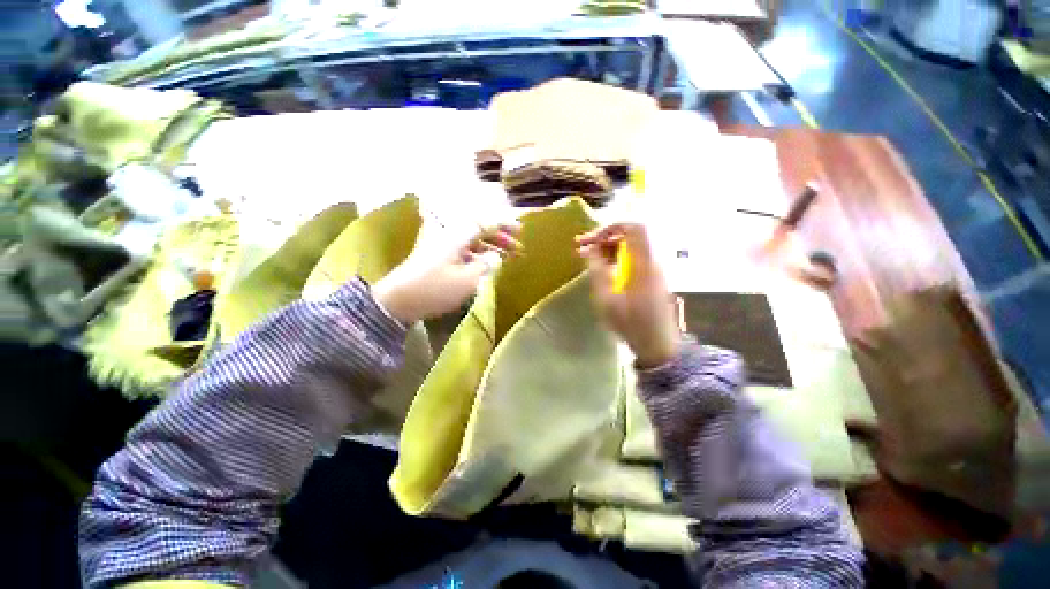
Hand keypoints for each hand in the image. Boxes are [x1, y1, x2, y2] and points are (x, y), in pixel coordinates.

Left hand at [373, 215, 521, 323]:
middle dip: (500, 237)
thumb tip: (495, 257)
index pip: (485, 222)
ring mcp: (442, 245)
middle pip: (479, 229)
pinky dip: (477, 254)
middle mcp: (449, 234)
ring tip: (506, 257)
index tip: (520, 230)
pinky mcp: (437, 256)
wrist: (399, 300)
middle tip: (517, 248)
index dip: (504, 225)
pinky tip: (485, 264)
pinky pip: (463, 249)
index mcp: (456, 235)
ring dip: (490, 246)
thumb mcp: (467, 280)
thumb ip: (486, 265)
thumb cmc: (435, 288)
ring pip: (472, 240)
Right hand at [576, 223, 680, 368]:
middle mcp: (652, 261)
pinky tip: (603, 270)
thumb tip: (591, 249)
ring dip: (608, 250)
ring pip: (630, 248)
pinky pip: (633, 259)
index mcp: (643, 264)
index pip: (634, 228)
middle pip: (630, 237)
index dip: (611, 227)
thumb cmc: (630, 323)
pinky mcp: (652, 278)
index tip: (591, 239)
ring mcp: (654, 270)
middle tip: (581, 248)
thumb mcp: (606, 299)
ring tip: (587, 259)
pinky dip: (616, 259)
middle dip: (604, 239)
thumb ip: (597, 271)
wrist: (658, 345)